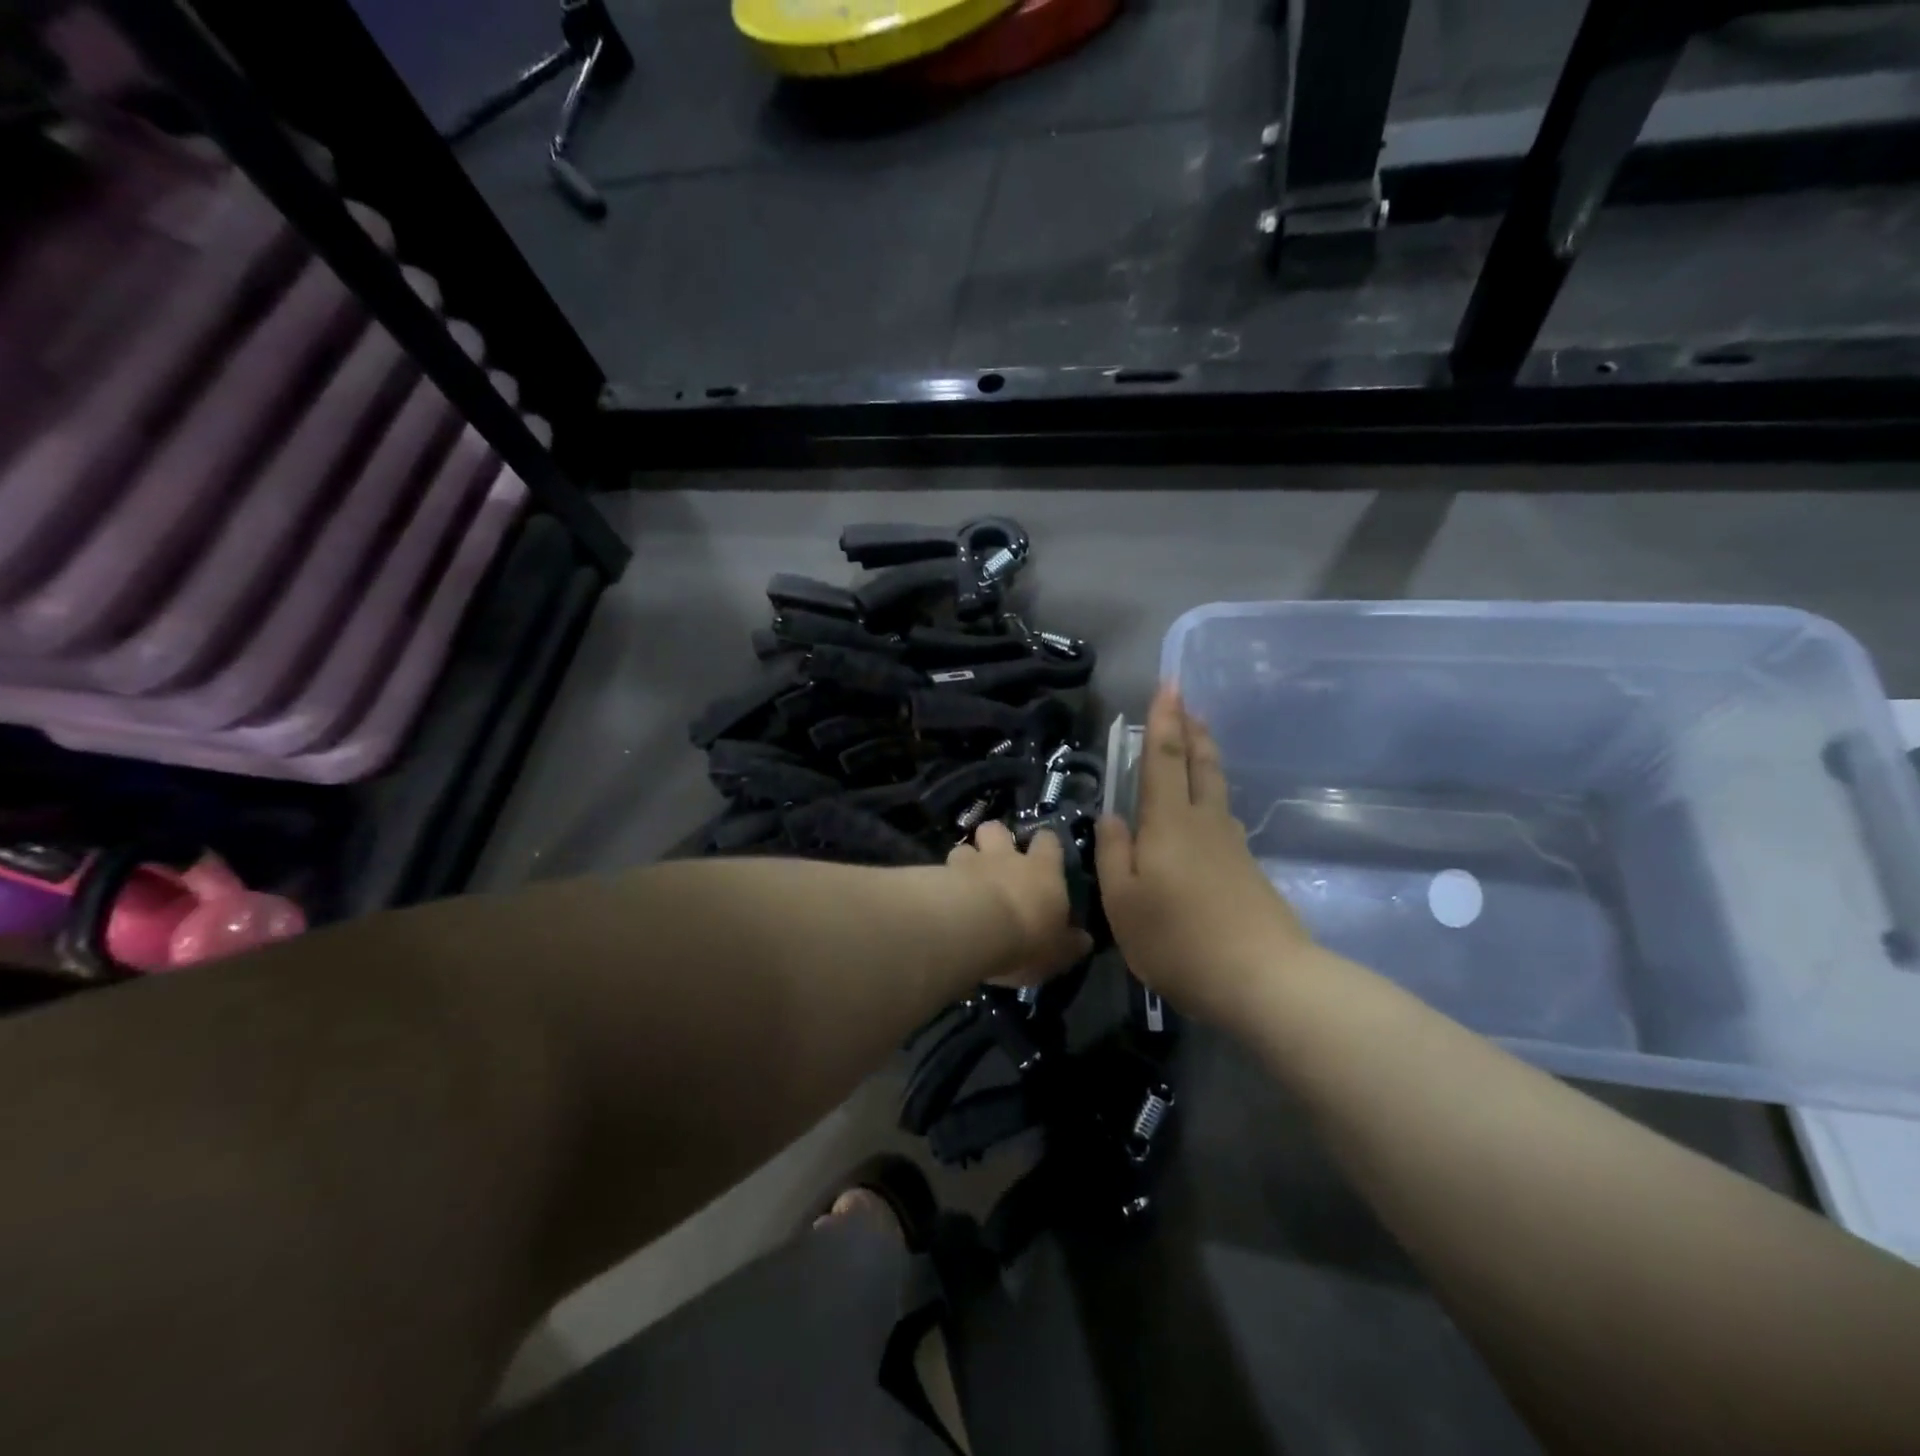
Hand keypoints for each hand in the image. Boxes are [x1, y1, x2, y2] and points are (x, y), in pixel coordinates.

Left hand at [945, 821, 1091, 984]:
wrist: (975, 929)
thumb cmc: (1027, 937)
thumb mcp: (1059, 951)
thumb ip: (1070, 943)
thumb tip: (1084, 940)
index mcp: (1042, 870)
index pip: (1048, 841)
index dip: (1045, 844)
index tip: (1044, 851)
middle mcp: (1006, 857)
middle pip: (997, 829)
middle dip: (995, 838)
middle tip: (996, 858)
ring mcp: (970, 863)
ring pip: (964, 847)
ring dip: (965, 861)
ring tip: (963, 881)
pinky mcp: (939, 875)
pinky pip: (939, 871)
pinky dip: (941, 881)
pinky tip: (941, 897)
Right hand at [1097, 685, 1315, 1023]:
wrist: (1265, 981)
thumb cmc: (1180, 940)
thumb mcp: (1124, 903)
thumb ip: (1114, 855)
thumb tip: (1112, 816)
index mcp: (1169, 823)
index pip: (1165, 758)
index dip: (1165, 720)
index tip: (1169, 684)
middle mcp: (1204, 823)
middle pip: (1200, 765)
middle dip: (1191, 730)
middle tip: (1188, 701)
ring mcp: (1231, 846)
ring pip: (1216, 788)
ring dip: (1205, 757)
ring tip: (1199, 739)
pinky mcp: (1247, 871)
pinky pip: (1222, 816)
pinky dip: (1211, 793)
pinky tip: (1206, 809)